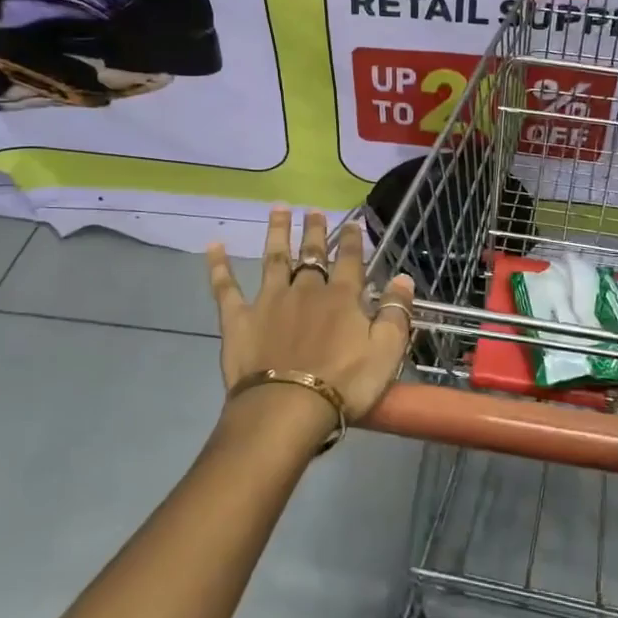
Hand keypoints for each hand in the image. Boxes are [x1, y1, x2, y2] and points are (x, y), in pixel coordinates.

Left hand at [206, 208, 414, 424]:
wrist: (286, 408)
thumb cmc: (343, 383)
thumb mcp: (386, 351)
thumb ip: (396, 312)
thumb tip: (403, 278)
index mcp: (341, 297)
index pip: (350, 260)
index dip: (352, 240)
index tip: (352, 222)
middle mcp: (305, 290)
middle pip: (311, 254)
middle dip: (314, 231)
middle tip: (313, 209)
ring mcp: (269, 301)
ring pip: (274, 259)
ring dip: (276, 232)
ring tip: (277, 208)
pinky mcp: (239, 319)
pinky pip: (226, 288)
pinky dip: (219, 267)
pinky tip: (214, 246)